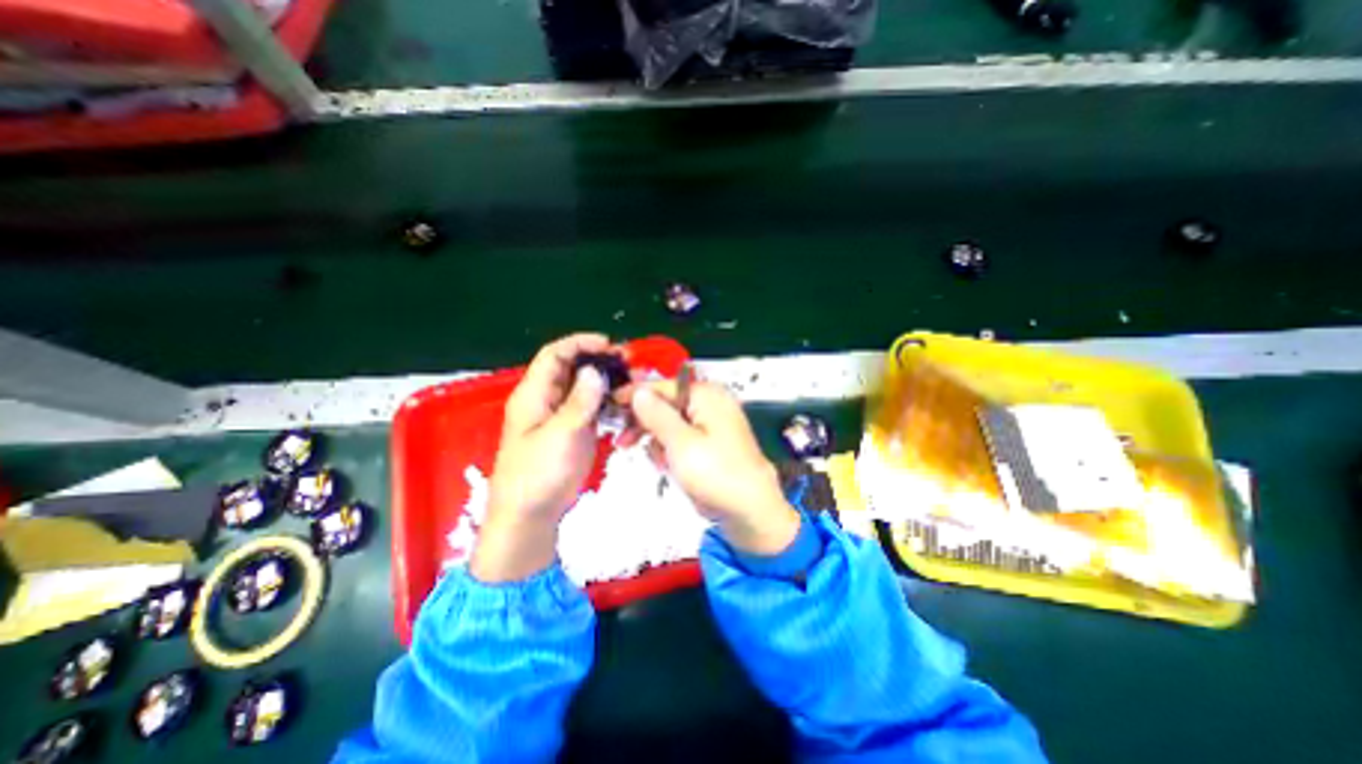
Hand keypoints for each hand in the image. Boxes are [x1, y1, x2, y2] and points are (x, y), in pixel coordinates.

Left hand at [472, 332, 615, 579]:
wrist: (531, 515)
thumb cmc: (538, 474)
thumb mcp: (560, 435)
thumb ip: (579, 402)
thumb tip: (595, 371)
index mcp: (534, 394)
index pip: (555, 355)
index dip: (580, 343)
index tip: (609, 344)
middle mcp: (547, 399)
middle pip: (571, 368)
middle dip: (598, 360)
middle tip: (628, 362)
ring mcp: (561, 415)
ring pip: (584, 387)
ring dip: (606, 380)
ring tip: (632, 379)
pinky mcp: (573, 430)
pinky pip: (591, 406)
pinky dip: (607, 400)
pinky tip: (625, 402)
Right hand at [634, 380, 800, 553]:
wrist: (751, 511)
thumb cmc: (715, 474)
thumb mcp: (680, 443)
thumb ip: (656, 414)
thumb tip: (638, 390)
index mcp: (706, 395)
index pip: (663, 386)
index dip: (635, 394)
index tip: (610, 405)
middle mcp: (709, 404)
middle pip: (666, 404)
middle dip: (645, 423)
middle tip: (622, 442)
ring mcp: (711, 424)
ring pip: (671, 424)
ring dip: (657, 441)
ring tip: (659, 462)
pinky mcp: (709, 444)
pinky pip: (681, 439)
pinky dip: (671, 450)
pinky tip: (669, 467)